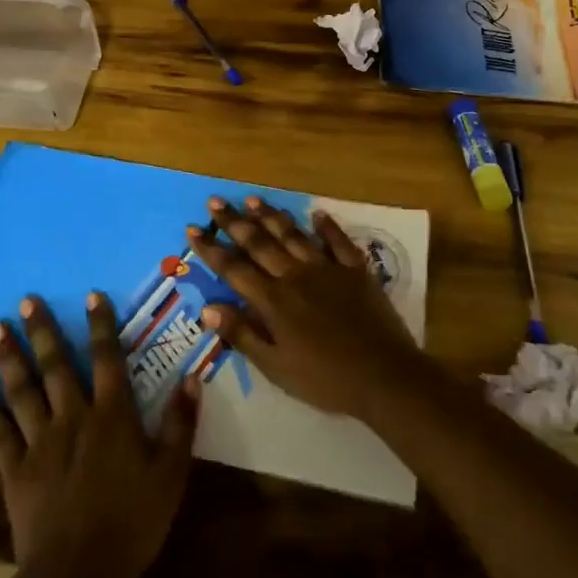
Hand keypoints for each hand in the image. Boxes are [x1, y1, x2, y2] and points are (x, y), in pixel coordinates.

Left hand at [0, 293, 198, 577]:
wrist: (79, 572)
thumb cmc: (132, 521)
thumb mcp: (171, 473)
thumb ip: (179, 423)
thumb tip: (192, 377)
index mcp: (112, 417)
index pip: (107, 359)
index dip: (100, 326)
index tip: (90, 295)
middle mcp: (73, 418)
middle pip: (57, 367)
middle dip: (43, 331)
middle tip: (26, 300)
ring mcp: (40, 442)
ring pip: (23, 391)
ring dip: (10, 358)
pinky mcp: (15, 470)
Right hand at [187, 197, 427, 419]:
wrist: (384, 376)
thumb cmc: (325, 379)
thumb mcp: (276, 367)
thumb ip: (242, 335)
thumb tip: (207, 308)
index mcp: (273, 301)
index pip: (234, 268)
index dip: (211, 248)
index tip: (193, 228)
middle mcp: (295, 276)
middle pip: (259, 243)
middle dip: (234, 221)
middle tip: (215, 201)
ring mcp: (327, 269)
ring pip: (293, 235)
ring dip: (271, 216)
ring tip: (252, 199)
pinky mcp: (356, 270)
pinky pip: (338, 242)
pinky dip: (327, 226)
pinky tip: (317, 213)